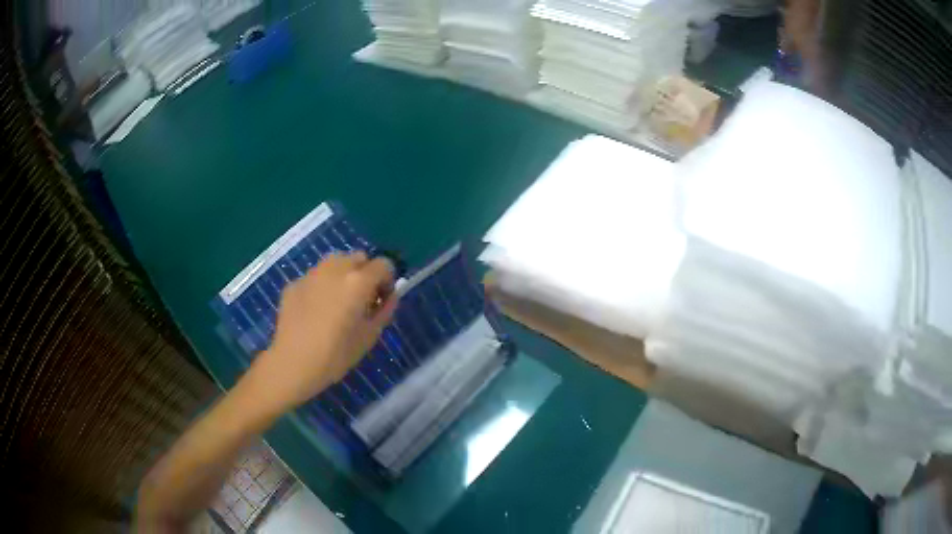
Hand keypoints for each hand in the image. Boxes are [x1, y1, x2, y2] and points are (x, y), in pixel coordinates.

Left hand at [248, 252, 397, 412]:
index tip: (382, 299)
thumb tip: (390, 296)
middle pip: (358, 257)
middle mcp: (335, 268)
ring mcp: (311, 274)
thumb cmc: (336, 355)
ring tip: (337, 301)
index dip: (388, 280)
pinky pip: (314, 277)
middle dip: (365, 273)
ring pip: (334, 262)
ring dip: (342, 275)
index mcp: (358, 281)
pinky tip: (315, 311)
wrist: (293, 363)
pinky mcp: (294, 283)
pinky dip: (320, 286)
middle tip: (361, 299)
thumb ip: (384, 311)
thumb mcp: (369, 336)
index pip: (384, 264)